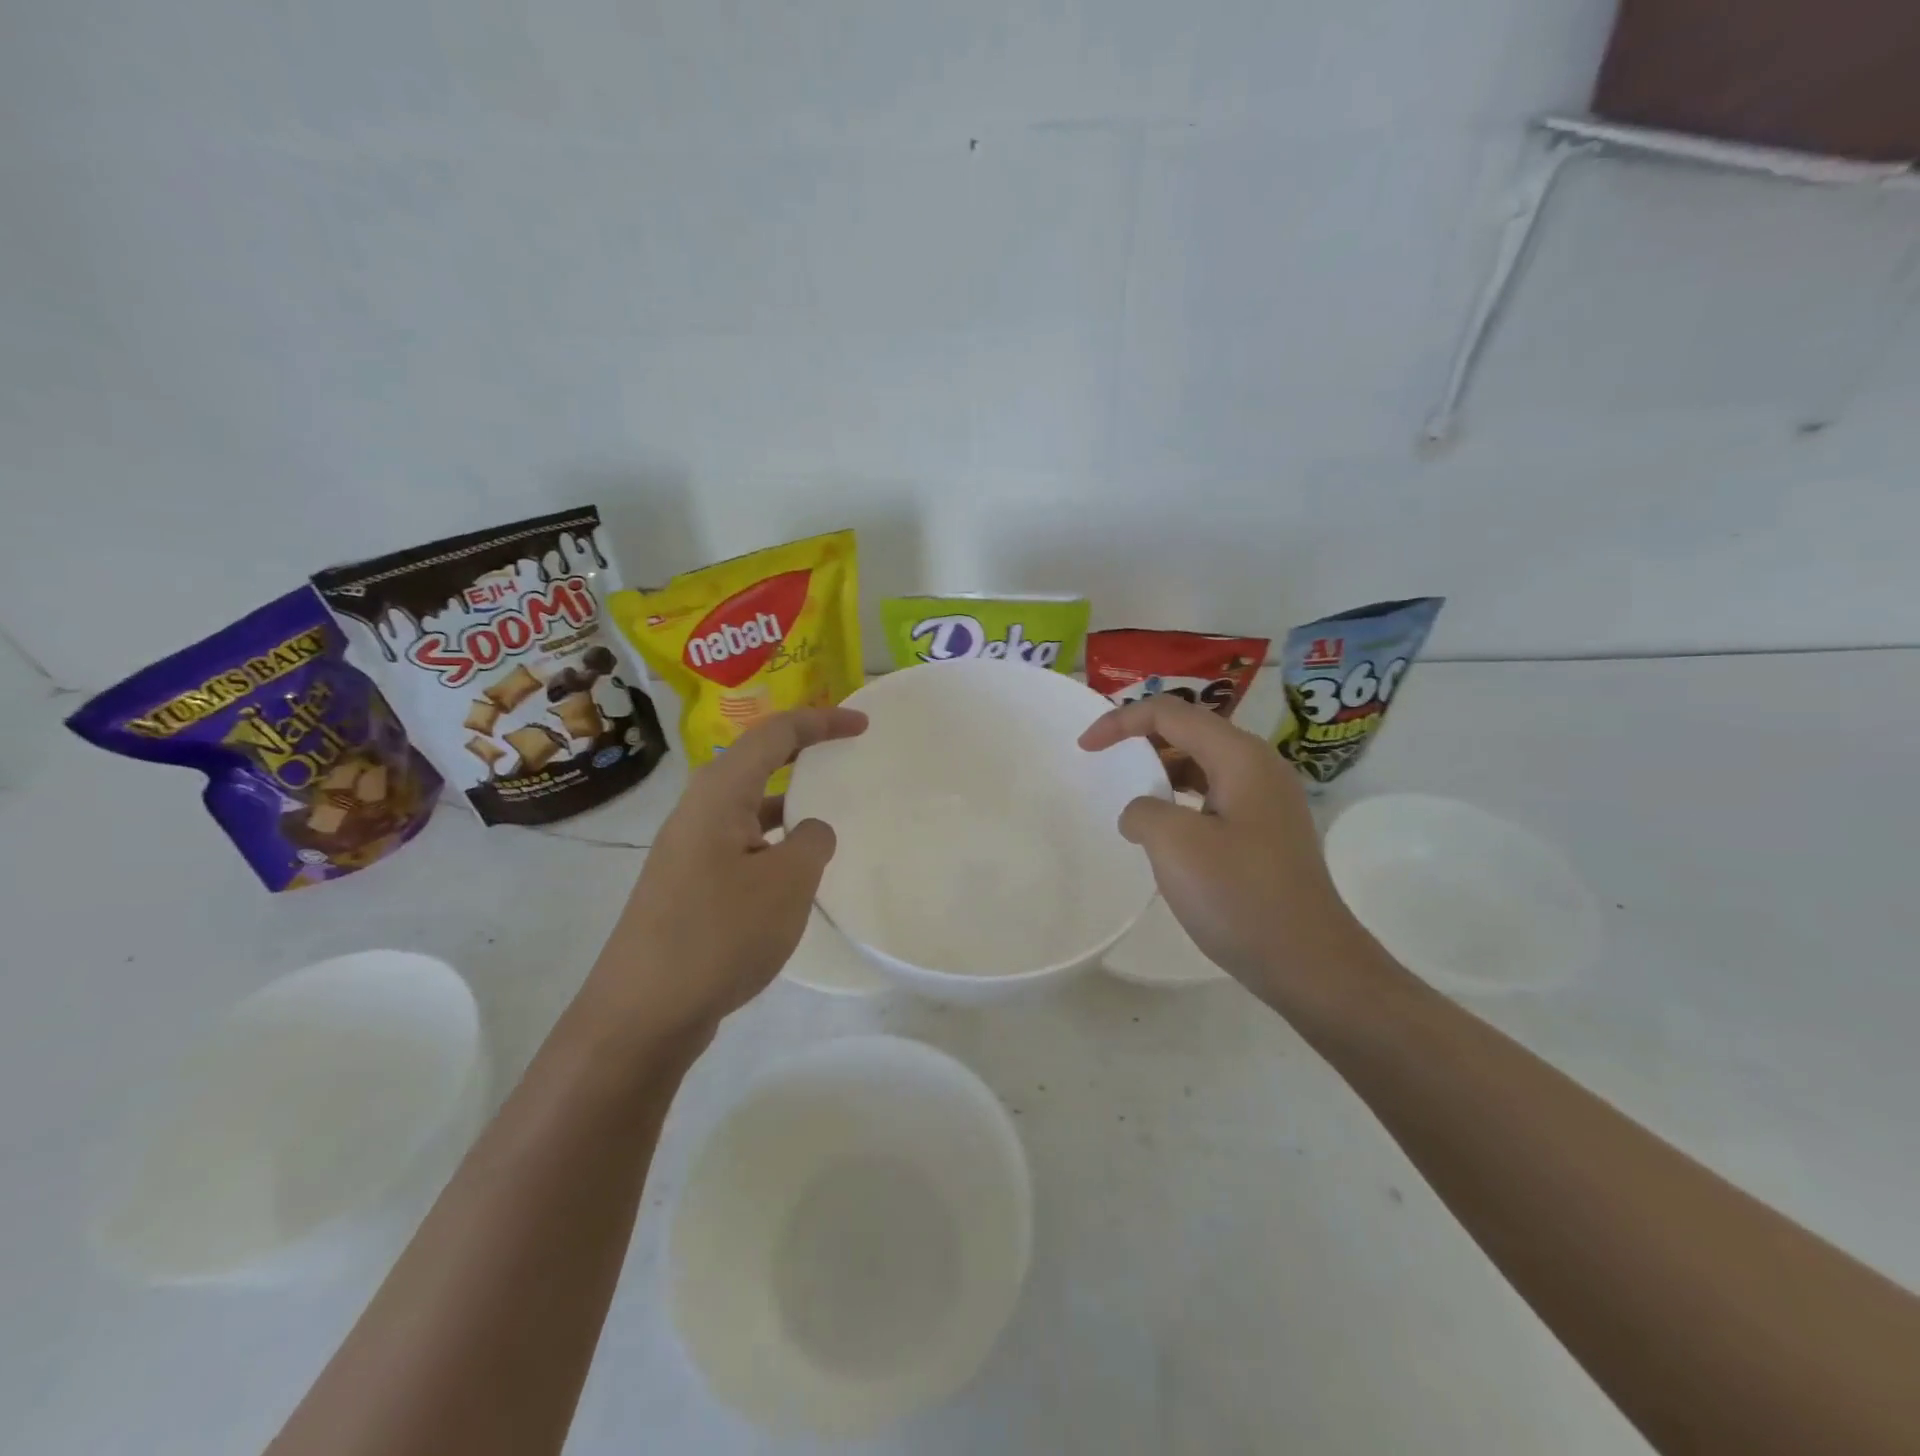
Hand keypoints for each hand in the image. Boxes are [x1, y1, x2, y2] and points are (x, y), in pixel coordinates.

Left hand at [583, 706, 867, 1045]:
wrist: (642, 1013)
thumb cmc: (719, 934)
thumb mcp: (786, 883)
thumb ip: (812, 841)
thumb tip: (811, 831)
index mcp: (719, 794)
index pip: (775, 734)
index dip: (821, 722)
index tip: (863, 726)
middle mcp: (698, 811)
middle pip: (756, 762)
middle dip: (802, 753)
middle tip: (846, 755)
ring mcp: (690, 850)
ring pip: (748, 808)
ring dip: (789, 803)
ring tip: (831, 813)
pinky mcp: (690, 886)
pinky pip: (742, 844)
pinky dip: (774, 842)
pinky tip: (797, 873)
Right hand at [1079, 696, 1373, 1012]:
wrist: (1309, 962)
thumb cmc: (1240, 896)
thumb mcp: (1175, 845)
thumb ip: (1143, 810)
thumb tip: (1142, 813)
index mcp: (1240, 757)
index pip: (1171, 713)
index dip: (1121, 721)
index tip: (1085, 747)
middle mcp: (1259, 767)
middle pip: (1190, 731)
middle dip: (1142, 739)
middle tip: (1105, 763)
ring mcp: (1267, 801)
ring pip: (1203, 765)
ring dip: (1161, 771)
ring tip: (1129, 795)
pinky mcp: (1266, 832)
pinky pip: (1213, 796)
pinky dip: (1181, 800)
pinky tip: (1164, 831)